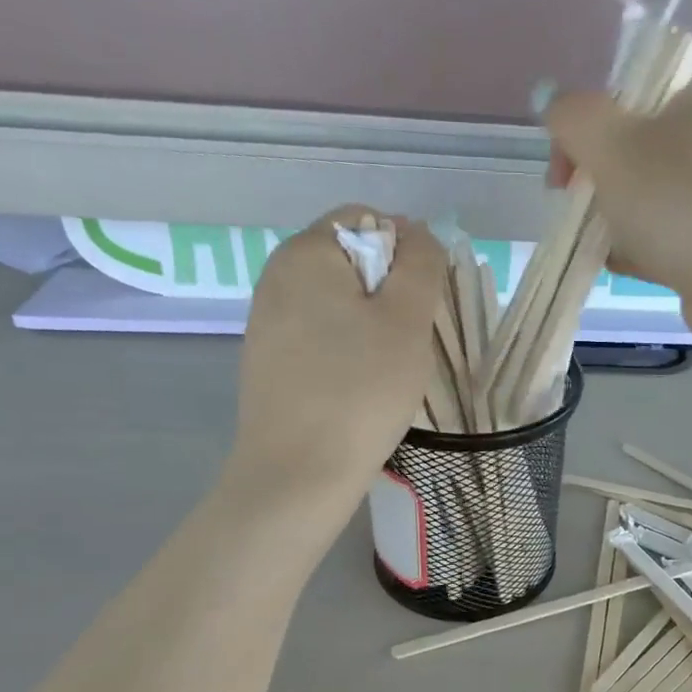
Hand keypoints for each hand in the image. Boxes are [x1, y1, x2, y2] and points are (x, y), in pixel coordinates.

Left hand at [229, 206, 445, 502]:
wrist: (298, 473)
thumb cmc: (360, 391)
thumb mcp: (407, 320)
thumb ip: (421, 264)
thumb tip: (417, 234)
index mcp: (306, 252)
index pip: (365, 219)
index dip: (406, 250)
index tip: (424, 303)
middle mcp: (277, 276)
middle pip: (350, 261)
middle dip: (390, 292)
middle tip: (412, 341)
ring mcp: (267, 321)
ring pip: (337, 303)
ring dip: (372, 325)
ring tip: (389, 371)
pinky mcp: (269, 361)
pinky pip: (320, 337)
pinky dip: (348, 351)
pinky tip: (359, 388)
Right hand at [543, 86, 691, 298]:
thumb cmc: (674, 201)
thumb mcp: (609, 142)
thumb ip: (573, 117)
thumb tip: (555, 106)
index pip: (628, 105)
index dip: (584, 137)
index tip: (562, 179)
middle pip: (638, 157)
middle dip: (599, 185)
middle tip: (579, 215)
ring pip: (651, 204)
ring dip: (618, 223)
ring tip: (600, 247)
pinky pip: (668, 242)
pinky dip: (641, 252)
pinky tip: (621, 267)